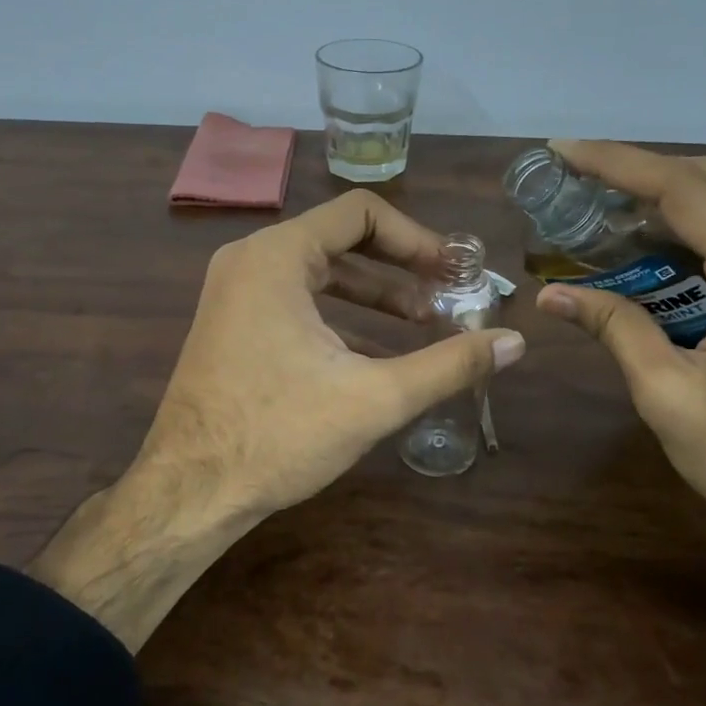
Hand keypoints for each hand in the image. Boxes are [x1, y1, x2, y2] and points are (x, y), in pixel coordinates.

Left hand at [33, 190, 525, 648]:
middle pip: (342, 239)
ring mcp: (235, 292)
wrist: (189, 492)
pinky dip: (341, 314)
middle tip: (449, 297)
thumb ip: (449, 365)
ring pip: (321, 273)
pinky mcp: (233, 324)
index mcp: (277, 256)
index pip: (361, 213)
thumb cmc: (278, 435)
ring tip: (425, 324)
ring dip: (375, 294)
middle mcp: (250, 260)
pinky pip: (298, 300)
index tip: (455, 273)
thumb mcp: (374, 398)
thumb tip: (516, 343)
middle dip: (401, 268)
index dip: (417, 238)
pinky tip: (378, 349)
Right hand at [533, 140, 705, 608]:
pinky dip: (696, 227)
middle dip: (642, 168)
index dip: (618, 164)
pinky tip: (653, 248)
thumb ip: (615, 328)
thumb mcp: (668, 396)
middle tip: (579, 178)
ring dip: (669, 195)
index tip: (564, 153)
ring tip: (605, 209)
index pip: (685, 191)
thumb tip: (552, 294)